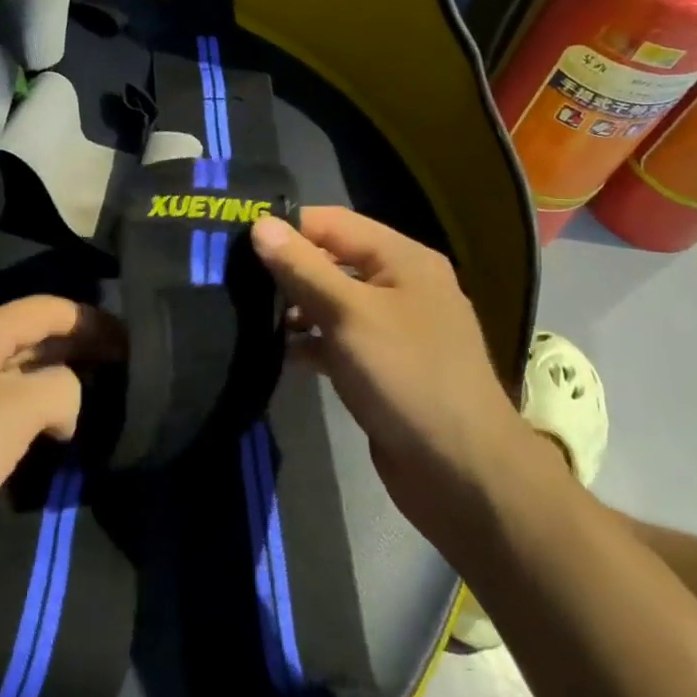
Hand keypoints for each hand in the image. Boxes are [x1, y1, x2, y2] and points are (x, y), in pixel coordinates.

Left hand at [0, 297, 119, 583]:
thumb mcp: (12, 413)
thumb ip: (59, 391)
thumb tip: (66, 402)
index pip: (49, 308)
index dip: (94, 320)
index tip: (132, 342)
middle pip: (32, 337)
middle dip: (78, 350)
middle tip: (122, 374)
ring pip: (12, 375)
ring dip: (52, 385)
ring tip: (92, 405)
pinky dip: (24, 416)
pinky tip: (42, 440)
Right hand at [250, 208, 528, 531]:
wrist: (462, 473)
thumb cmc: (406, 376)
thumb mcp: (349, 314)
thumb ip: (303, 268)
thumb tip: (260, 225)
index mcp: (403, 258)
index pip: (333, 222)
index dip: (287, 227)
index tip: (236, 240)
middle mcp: (401, 285)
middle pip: (333, 259)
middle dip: (288, 269)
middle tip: (234, 278)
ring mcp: (394, 328)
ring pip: (334, 302)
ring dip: (296, 308)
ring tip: (248, 316)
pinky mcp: (384, 366)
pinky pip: (340, 339)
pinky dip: (312, 342)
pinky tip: (280, 353)